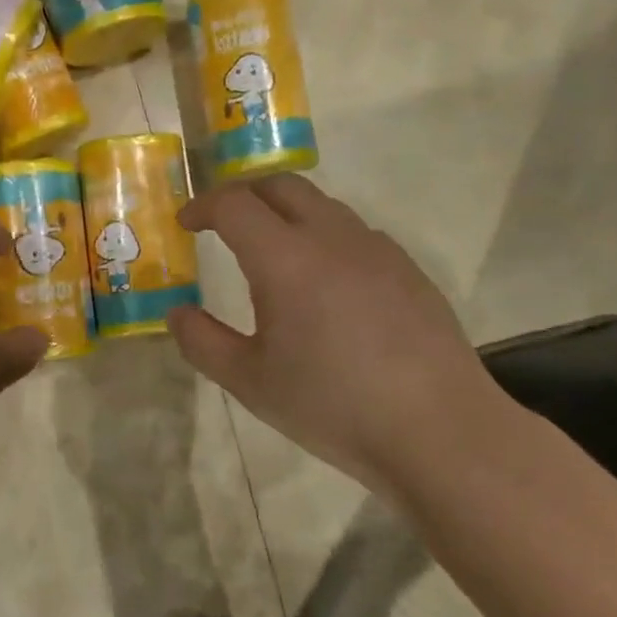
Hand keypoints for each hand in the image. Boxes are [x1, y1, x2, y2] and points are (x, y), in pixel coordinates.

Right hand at [165, 175, 505, 489]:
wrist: (439, 431)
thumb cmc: (333, 405)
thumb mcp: (250, 382)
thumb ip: (202, 342)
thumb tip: (177, 313)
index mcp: (286, 260)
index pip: (234, 204)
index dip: (202, 206)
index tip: (186, 224)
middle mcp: (332, 238)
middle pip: (281, 185)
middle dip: (243, 194)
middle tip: (222, 224)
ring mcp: (377, 250)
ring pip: (322, 205)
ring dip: (285, 213)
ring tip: (270, 252)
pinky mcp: (408, 269)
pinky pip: (354, 232)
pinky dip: (323, 236)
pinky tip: (324, 283)